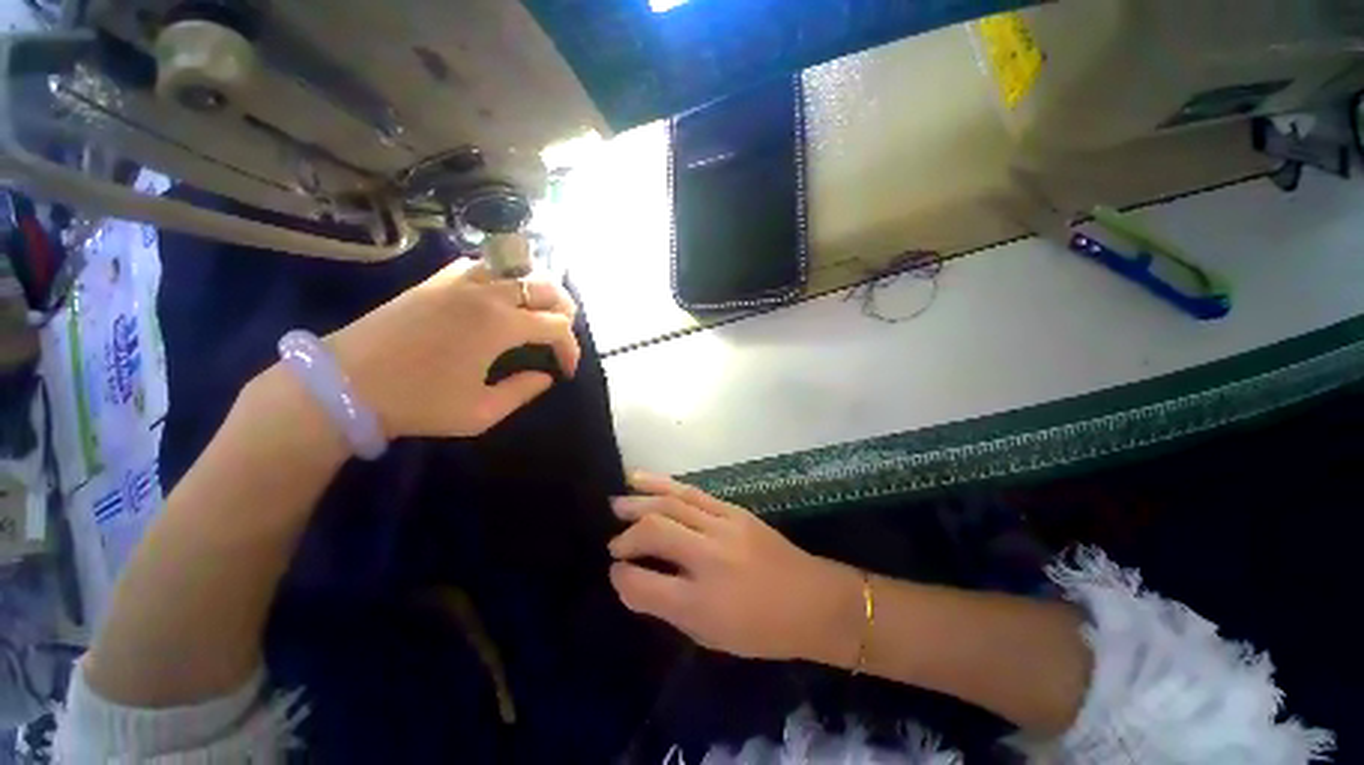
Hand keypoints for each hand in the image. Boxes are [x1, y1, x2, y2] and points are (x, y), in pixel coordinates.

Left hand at [328, 259, 580, 437]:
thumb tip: (546, 376)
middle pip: (547, 287)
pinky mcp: (437, 279)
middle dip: (565, 312)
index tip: (566, 371)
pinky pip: (483, 264)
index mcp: (500, 325)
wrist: (344, 383)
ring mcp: (459, 280)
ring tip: (538, 313)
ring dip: (538, 290)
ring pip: (518, 268)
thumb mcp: (481, 412)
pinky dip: (504, 276)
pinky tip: (500, 297)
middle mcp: (487, 293)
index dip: (570, 349)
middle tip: (561, 337)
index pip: (557, 326)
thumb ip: (523, 391)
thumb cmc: (417, 403)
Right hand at [608, 473, 863, 665]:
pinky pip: (692, 492)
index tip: (615, 572)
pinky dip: (665, 484)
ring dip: (640, 500)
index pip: (644, 583)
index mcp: (702, 602)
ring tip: (617, 501)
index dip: (622, 577)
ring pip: (672, 503)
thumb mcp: (710, 635)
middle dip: (627, 536)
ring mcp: (724, 527)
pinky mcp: (734, 509)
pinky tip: (645, 481)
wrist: (813, 600)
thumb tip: (631, 580)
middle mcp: (709, 558)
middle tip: (613, 542)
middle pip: (655, 532)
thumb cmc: (761, 629)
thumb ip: (667, 606)